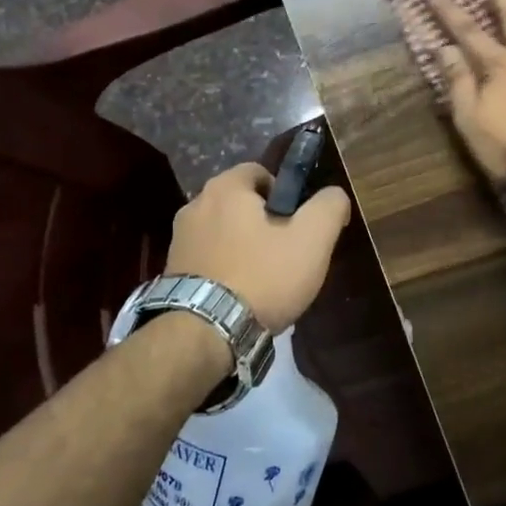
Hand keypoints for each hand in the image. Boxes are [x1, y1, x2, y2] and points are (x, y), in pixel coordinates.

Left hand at [164, 163, 352, 330]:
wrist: (205, 333)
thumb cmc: (262, 277)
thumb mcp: (312, 240)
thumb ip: (329, 207)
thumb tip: (334, 195)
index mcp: (224, 187)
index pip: (260, 172)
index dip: (285, 194)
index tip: (298, 225)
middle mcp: (195, 205)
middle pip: (240, 204)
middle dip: (263, 223)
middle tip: (286, 254)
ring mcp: (179, 239)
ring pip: (223, 232)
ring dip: (243, 247)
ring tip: (264, 281)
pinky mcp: (171, 271)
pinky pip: (207, 259)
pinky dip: (224, 269)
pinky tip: (240, 296)